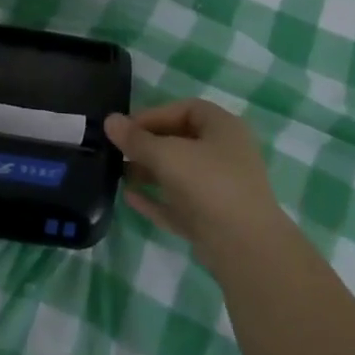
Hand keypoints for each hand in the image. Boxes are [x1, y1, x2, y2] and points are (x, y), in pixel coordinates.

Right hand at [103, 100, 286, 264]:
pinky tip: (129, 198)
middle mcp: (225, 154)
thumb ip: (136, 139)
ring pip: (179, 173)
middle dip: (147, 145)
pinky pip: (179, 202)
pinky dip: (156, 199)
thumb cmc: (208, 184)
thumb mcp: (167, 154)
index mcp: (223, 128)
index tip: (126, 127)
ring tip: (118, 174)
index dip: (154, 114)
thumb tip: (110, 120)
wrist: (244, 246)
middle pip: (181, 141)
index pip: (186, 109)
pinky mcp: (212, 219)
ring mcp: (220, 189)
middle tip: (117, 150)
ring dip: (149, 172)